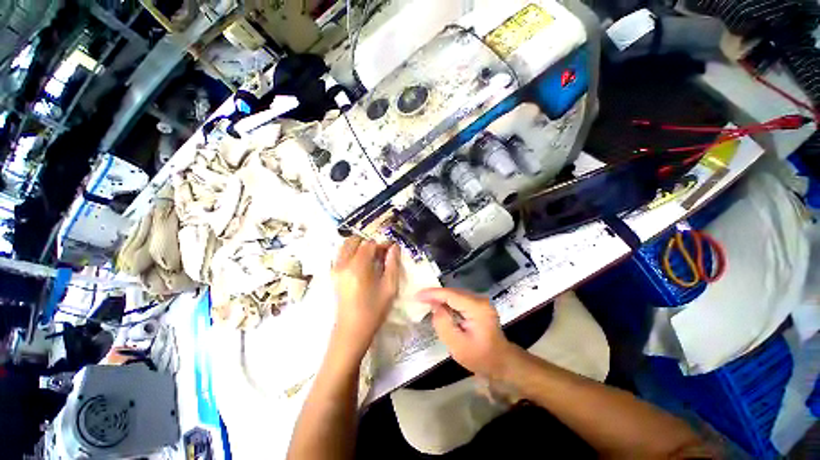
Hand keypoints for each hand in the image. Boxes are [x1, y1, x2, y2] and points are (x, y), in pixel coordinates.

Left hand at [331, 237, 400, 357]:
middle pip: (354, 240)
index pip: (369, 244)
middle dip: (368, 243)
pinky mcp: (333, 275)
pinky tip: (362, 265)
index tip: (391, 250)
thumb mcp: (389, 287)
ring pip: (345, 246)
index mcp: (358, 266)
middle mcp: (343, 264)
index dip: (382, 244)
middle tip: (380, 254)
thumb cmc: (374, 310)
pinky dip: (351, 253)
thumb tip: (394, 247)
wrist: (352, 330)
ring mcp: (335, 269)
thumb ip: (393, 264)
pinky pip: (341, 255)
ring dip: (359, 246)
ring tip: (371, 258)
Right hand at [416, 288, 518, 378]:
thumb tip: (435, 307)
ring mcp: (480, 302)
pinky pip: (459, 300)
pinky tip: (438, 306)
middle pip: (452, 292)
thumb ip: (443, 324)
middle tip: (418, 298)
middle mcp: (479, 300)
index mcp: (477, 308)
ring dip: (440, 298)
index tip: (417, 295)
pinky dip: (447, 302)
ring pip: (455, 294)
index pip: (450, 295)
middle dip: (435, 295)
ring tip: (425, 301)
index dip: (432, 294)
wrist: (502, 363)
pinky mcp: (478, 306)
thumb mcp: (458, 346)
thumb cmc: (480, 358)